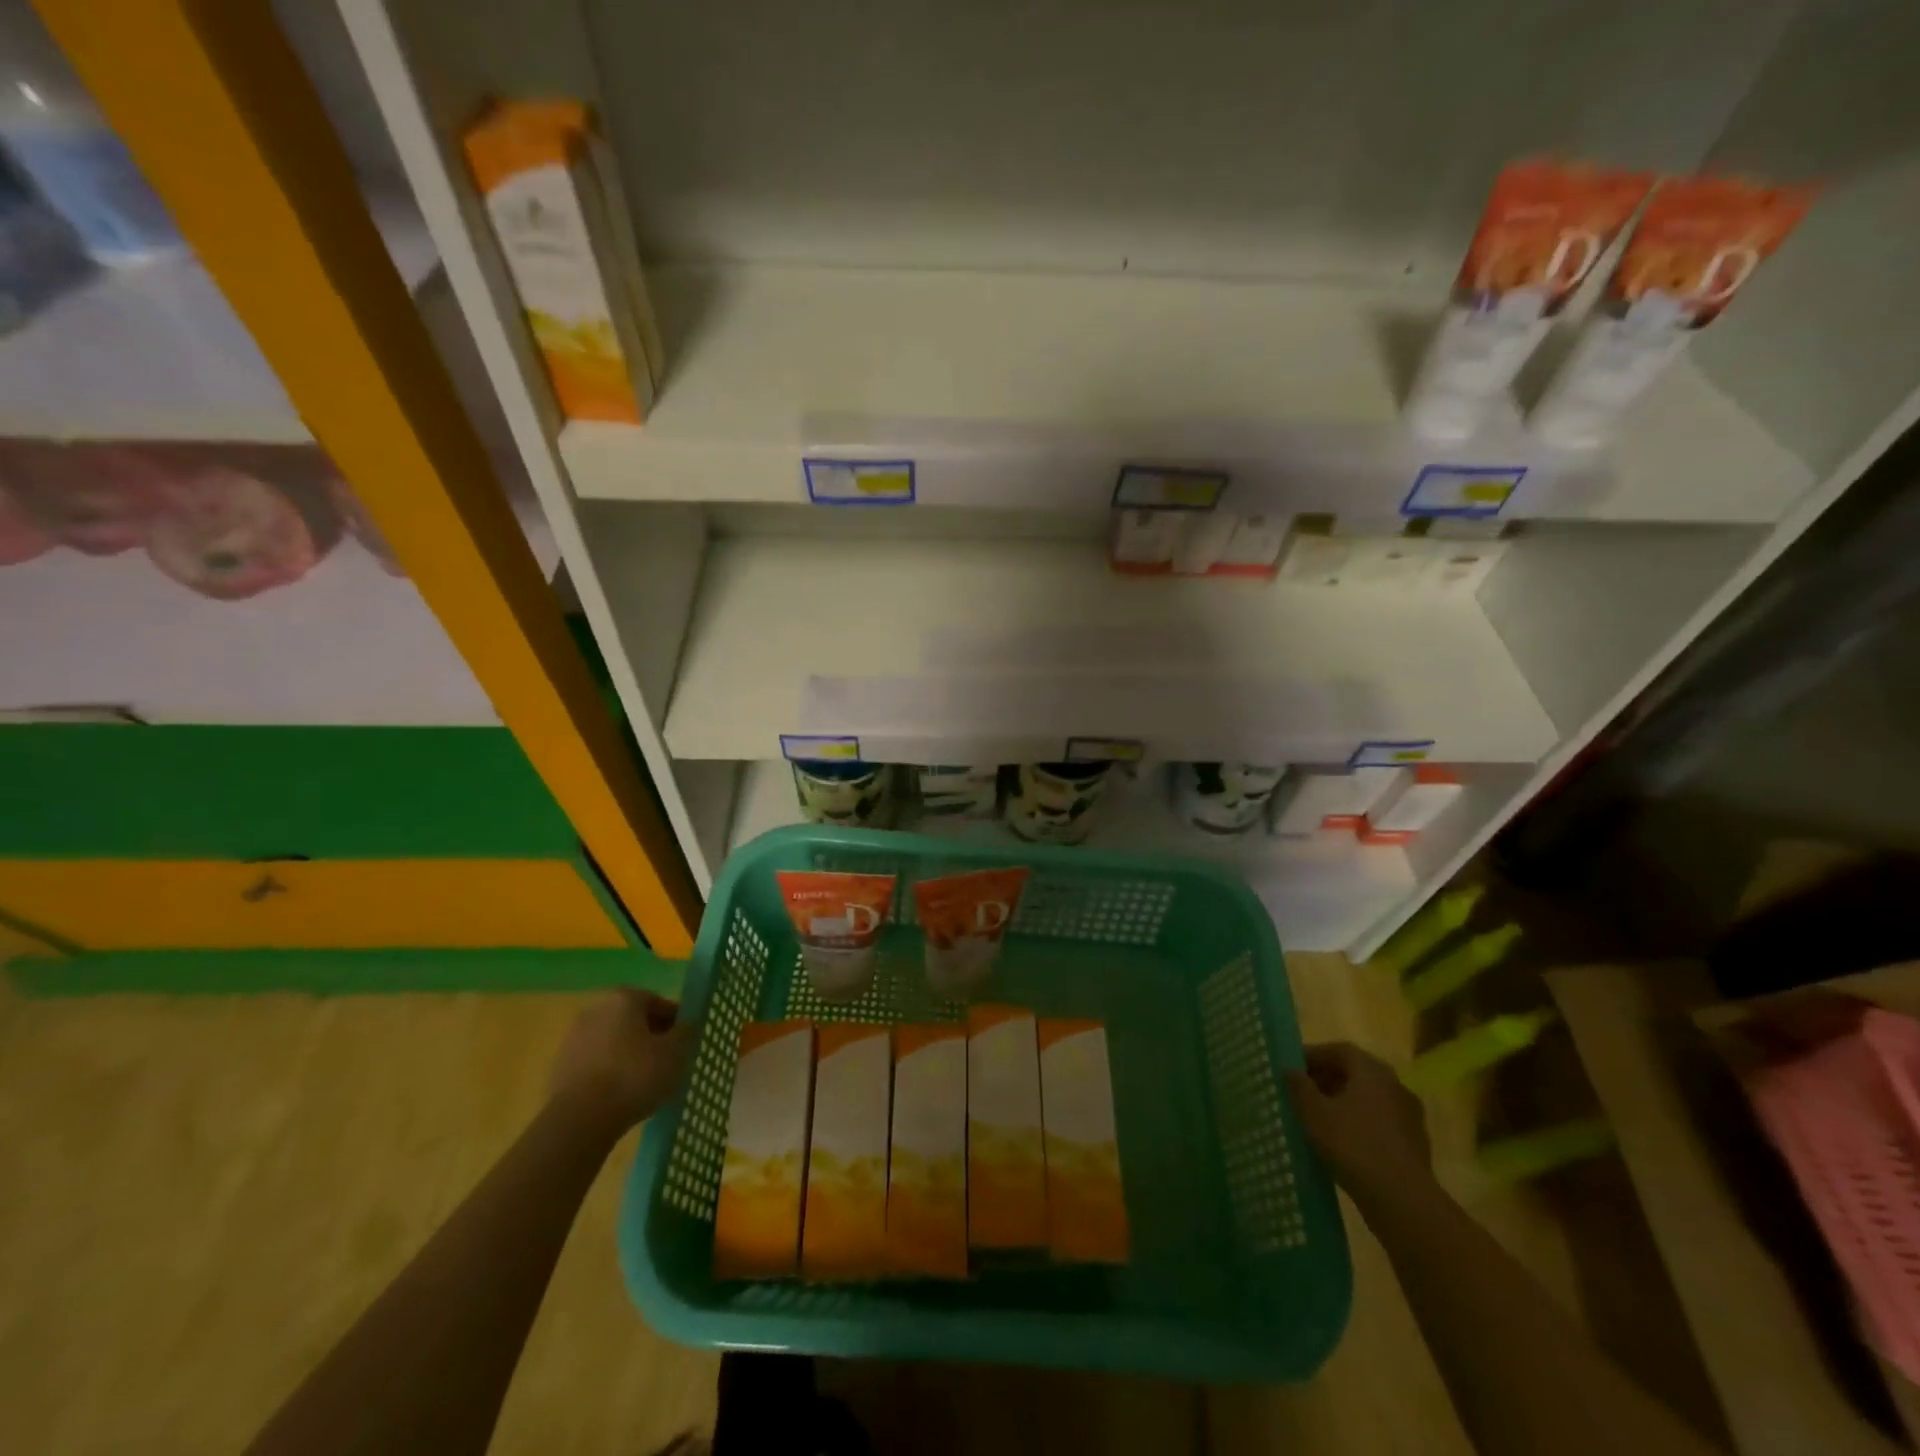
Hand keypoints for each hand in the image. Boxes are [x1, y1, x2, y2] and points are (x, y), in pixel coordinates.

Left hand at [550, 988, 691, 1132]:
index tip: (684, 1043)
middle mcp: (595, 1010)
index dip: (675, 1022)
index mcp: (624, 999)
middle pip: (632, 1020)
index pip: (658, 1003)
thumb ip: (686, 1032)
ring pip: (612, 1042)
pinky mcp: (559, 1068)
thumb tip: (686, 1025)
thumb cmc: (634, 1075)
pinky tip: (620, 1095)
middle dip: (650, 1037)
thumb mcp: (676, 1052)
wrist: (580, 1119)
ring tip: (644, 1082)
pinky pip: (595, 1064)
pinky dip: (608, 1072)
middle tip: (666, 1061)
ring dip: (628, 1055)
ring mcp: (573, 1039)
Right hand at [1284, 1042, 1433, 1208]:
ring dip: (1342, 1104)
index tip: (1292, 1069)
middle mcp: (1395, 1086)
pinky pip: (1379, 1124)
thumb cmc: (1353, 1146)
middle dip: (1326, 1080)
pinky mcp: (1414, 1145)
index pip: (1339, 1050)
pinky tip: (1341, 1144)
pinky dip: (1358, 1126)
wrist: (1403, 1202)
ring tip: (1317, 1120)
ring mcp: (1409, 1117)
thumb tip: (1290, 1069)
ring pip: (1368, 1100)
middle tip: (1301, 1093)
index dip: (1313, 1056)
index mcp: (1372, 1071)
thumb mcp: (1314, 1113)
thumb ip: (1299, 1086)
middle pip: (1356, 1073)